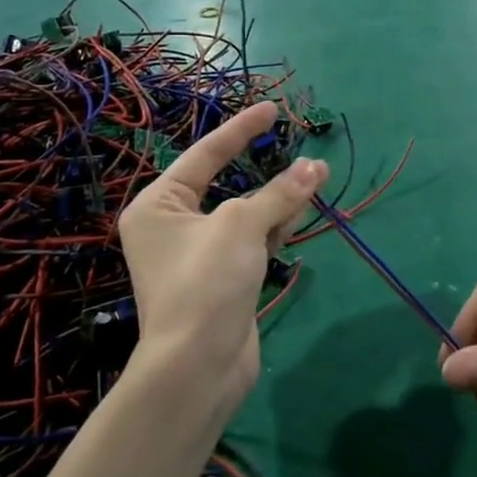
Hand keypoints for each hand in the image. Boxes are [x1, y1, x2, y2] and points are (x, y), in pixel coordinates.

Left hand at [117, 102, 326, 410]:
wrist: (198, 367)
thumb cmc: (206, 282)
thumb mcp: (242, 225)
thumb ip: (280, 192)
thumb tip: (315, 167)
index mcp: (158, 205)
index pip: (205, 155)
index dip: (241, 129)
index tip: (272, 109)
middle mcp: (173, 226)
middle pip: (228, 185)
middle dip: (271, 175)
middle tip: (309, 159)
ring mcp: (199, 255)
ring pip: (246, 214)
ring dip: (279, 200)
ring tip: (318, 181)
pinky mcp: (222, 279)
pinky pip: (252, 241)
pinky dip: (275, 228)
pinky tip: (298, 217)